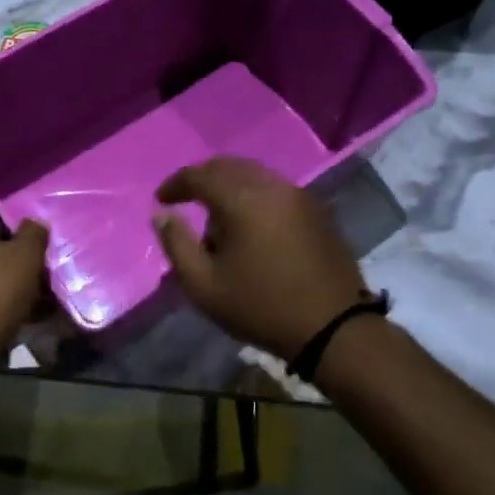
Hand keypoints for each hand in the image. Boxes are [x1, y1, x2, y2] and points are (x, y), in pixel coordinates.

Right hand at [154, 157, 366, 359]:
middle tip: (185, 201)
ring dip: (229, 187)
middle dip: (203, 179)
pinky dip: (254, 195)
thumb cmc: (260, 308)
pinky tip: (250, 226)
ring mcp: (298, 195)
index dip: (176, 184)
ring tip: (217, 219)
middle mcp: (271, 186)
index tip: (161, 201)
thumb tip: (161, 214)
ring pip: (254, 175)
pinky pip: (275, 189)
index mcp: (242, 199)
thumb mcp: (204, 286)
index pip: (200, 175)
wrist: (333, 327)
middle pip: (228, 166)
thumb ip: (176, 244)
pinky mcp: (316, 210)